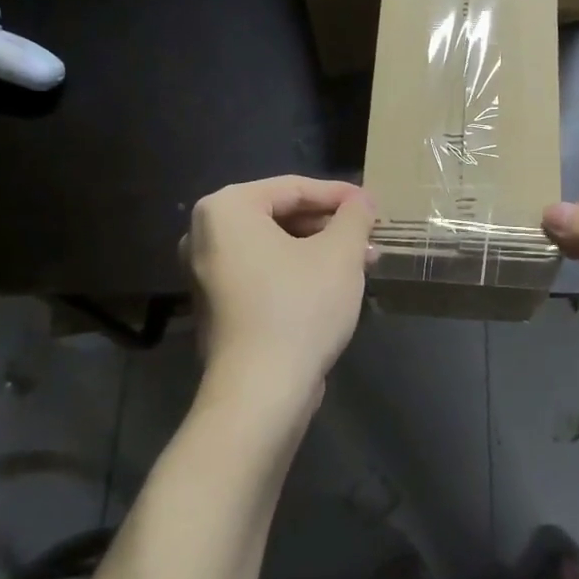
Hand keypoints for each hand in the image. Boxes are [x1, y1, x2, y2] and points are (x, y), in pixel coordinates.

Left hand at [181, 176, 372, 422]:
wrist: (261, 391)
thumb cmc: (300, 306)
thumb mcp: (340, 253)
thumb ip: (354, 216)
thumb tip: (362, 199)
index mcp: (226, 209)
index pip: (293, 188)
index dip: (339, 195)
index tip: (373, 205)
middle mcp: (205, 235)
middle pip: (281, 216)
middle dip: (330, 225)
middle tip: (370, 235)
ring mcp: (207, 273)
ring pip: (275, 247)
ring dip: (320, 250)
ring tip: (364, 260)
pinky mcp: (218, 306)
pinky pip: (264, 273)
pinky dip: (298, 272)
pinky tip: (337, 284)